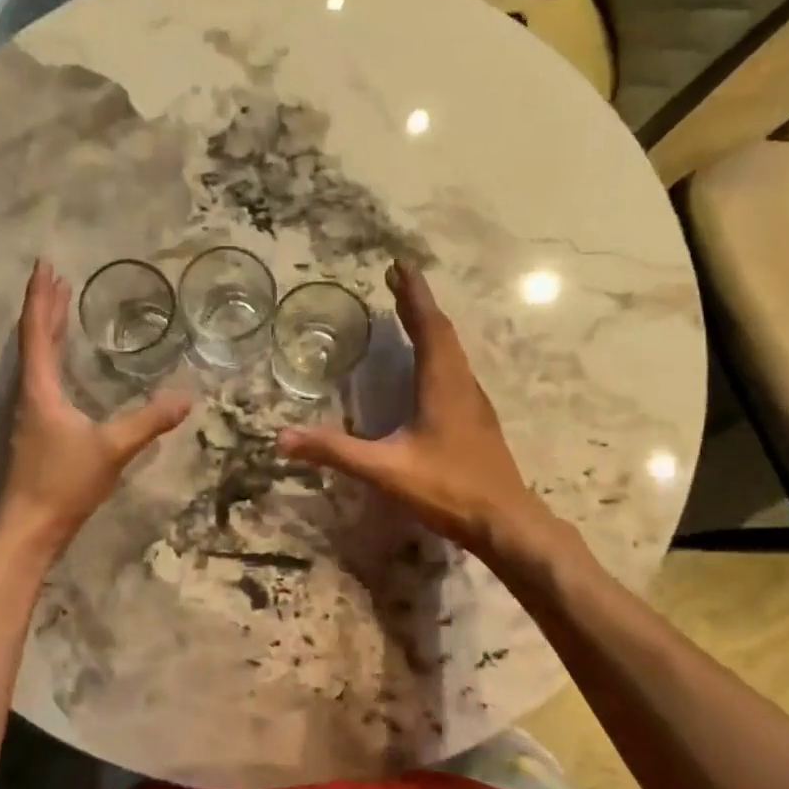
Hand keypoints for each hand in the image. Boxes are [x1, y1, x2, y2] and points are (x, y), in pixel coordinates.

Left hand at [0, 260, 191, 559]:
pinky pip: (42, 375)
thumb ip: (149, 421)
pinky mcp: (36, 427)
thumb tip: (188, 396)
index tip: (44, 266)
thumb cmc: (64, 483)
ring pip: (35, 357)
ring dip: (46, 328)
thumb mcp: (113, 449)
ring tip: (59, 304)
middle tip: (56, 276)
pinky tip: (64, 360)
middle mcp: (29, 393)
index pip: (37, 332)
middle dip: (44, 306)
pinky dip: (51, 353)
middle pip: (33, 339)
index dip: (40, 298)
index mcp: (40, 389)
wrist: (30, 528)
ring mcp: (30, 411)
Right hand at [276, 260, 559, 558]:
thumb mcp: (385, 470)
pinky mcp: (476, 420)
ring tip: (409, 313)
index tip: (400, 266)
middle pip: (442, 332)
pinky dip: (438, 351)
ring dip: (430, 326)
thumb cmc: (448, 489)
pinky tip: (428, 366)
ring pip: (452, 351)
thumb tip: (283, 437)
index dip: (413, 295)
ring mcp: (473, 402)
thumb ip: (335, 451)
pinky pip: (455, 369)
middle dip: (418, 304)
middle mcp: (461, 384)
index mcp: (442, 384)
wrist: (505, 523)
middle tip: (397, 280)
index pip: (428, 326)